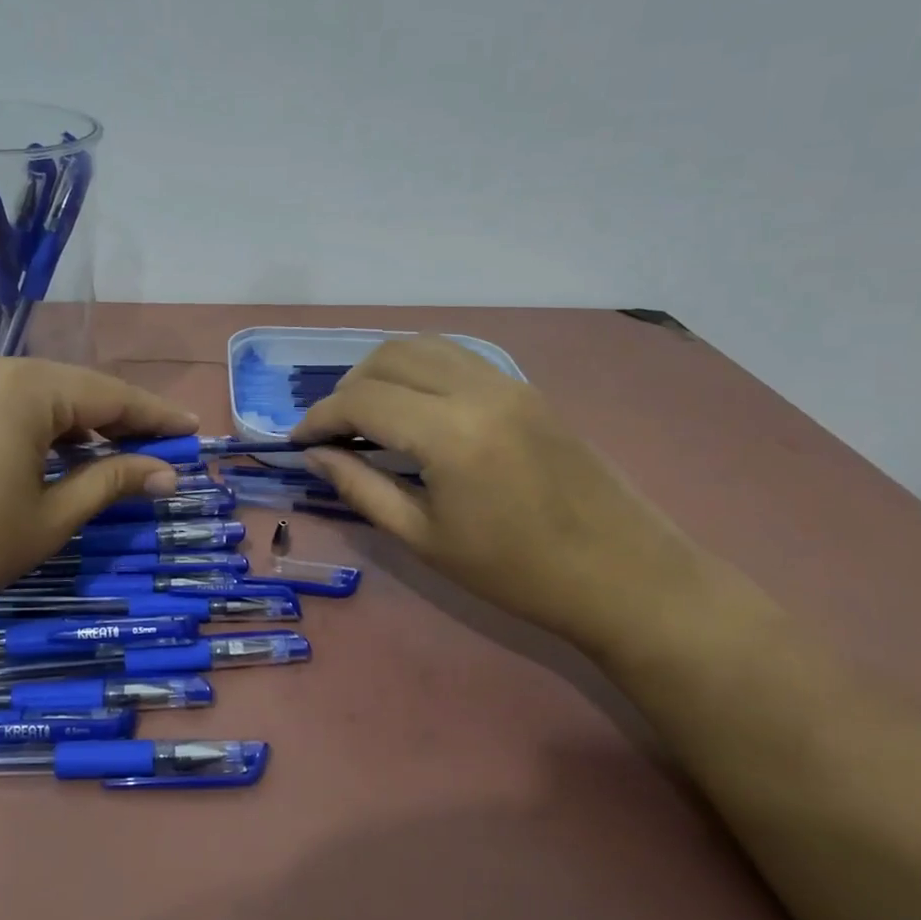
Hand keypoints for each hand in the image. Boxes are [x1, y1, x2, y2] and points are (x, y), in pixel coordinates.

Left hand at [0, 351, 197, 628]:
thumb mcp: (48, 519)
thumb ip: (111, 482)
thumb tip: (166, 473)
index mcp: (24, 387)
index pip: (110, 394)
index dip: (155, 415)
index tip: (191, 430)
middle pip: (68, 388)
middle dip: (112, 420)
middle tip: (151, 449)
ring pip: (27, 393)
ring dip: (66, 423)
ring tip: (96, 456)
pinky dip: (23, 423)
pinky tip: (32, 454)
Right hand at [291, 335, 709, 659]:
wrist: (622, 574)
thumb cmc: (515, 572)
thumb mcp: (424, 539)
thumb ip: (362, 488)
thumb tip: (316, 456)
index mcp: (450, 433)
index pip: (362, 400)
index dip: (319, 417)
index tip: (298, 442)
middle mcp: (477, 389)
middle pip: (388, 357)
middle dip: (347, 388)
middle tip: (331, 432)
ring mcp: (508, 382)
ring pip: (424, 345)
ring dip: (382, 370)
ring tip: (366, 414)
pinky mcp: (526, 388)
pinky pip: (457, 356)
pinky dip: (419, 368)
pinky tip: (413, 406)